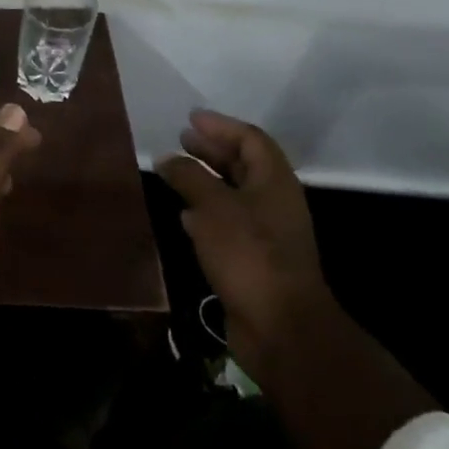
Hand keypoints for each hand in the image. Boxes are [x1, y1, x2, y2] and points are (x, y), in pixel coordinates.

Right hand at [156, 111, 333, 375]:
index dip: (220, 125)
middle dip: (212, 151)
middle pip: (244, 165)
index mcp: (274, 181)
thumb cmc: (249, 253)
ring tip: (175, 173)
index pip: (250, 139)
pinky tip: (184, 216)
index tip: (190, 119)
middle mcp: (274, 202)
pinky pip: (229, 224)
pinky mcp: (255, 261)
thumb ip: (188, 176)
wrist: (281, 329)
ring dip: (206, 181)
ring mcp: (267, 234)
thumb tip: (167, 158)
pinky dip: (206, 213)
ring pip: (234, 195)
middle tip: (181, 140)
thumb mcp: (212, 206)